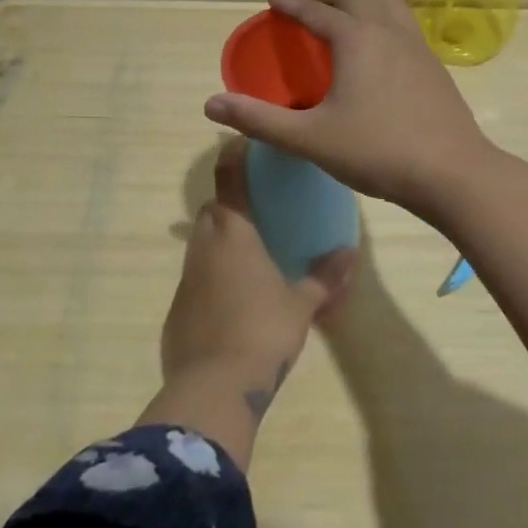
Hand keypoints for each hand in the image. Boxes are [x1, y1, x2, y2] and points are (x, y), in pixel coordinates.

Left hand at [149, 138, 353, 463]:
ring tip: (250, 255)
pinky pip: (196, 277)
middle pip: (212, 209)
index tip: (241, 140)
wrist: (212, 388)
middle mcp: (204, 246)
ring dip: (221, 241)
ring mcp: (186, 277)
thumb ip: (325, 277)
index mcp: (234, 233)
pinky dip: (213, 276)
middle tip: (258, 210)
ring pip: (201, 243)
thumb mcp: (302, 305)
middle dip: (230, 203)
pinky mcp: (177, 308)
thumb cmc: (262, 332)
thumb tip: (350, 253)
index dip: (233, 154)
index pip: (228, 177)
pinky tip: (233, 299)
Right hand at [204, 0, 493, 213]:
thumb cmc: (377, 152)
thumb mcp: (310, 139)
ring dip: (358, 1)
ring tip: (342, 14)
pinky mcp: (434, 65)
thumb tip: (211, 105)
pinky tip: (379, 48)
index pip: (316, 10)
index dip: (291, 2)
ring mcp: (417, 46)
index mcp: (356, 39)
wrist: (452, 172)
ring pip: (385, 5)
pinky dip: (381, 20)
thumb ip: (259, 120)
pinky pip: (403, 25)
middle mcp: (388, 31)